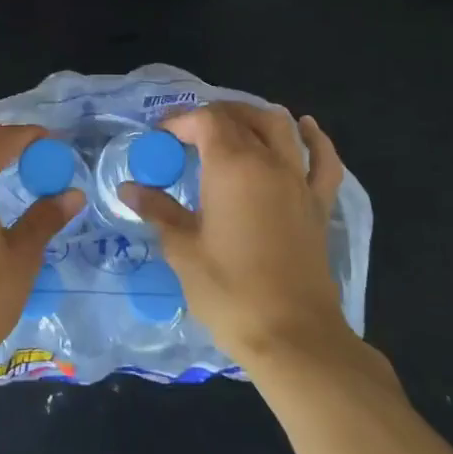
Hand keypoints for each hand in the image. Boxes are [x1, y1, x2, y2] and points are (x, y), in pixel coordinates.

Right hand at [119, 103, 355, 369]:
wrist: (293, 337)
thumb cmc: (230, 291)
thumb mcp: (183, 250)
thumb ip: (158, 211)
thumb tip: (129, 189)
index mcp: (232, 167)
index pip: (206, 120)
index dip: (180, 120)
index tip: (160, 137)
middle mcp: (269, 163)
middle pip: (241, 117)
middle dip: (210, 116)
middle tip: (186, 132)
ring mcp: (299, 182)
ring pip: (280, 128)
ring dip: (254, 117)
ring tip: (232, 125)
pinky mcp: (318, 206)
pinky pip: (323, 161)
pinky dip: (314, 140)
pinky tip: (305, 128)